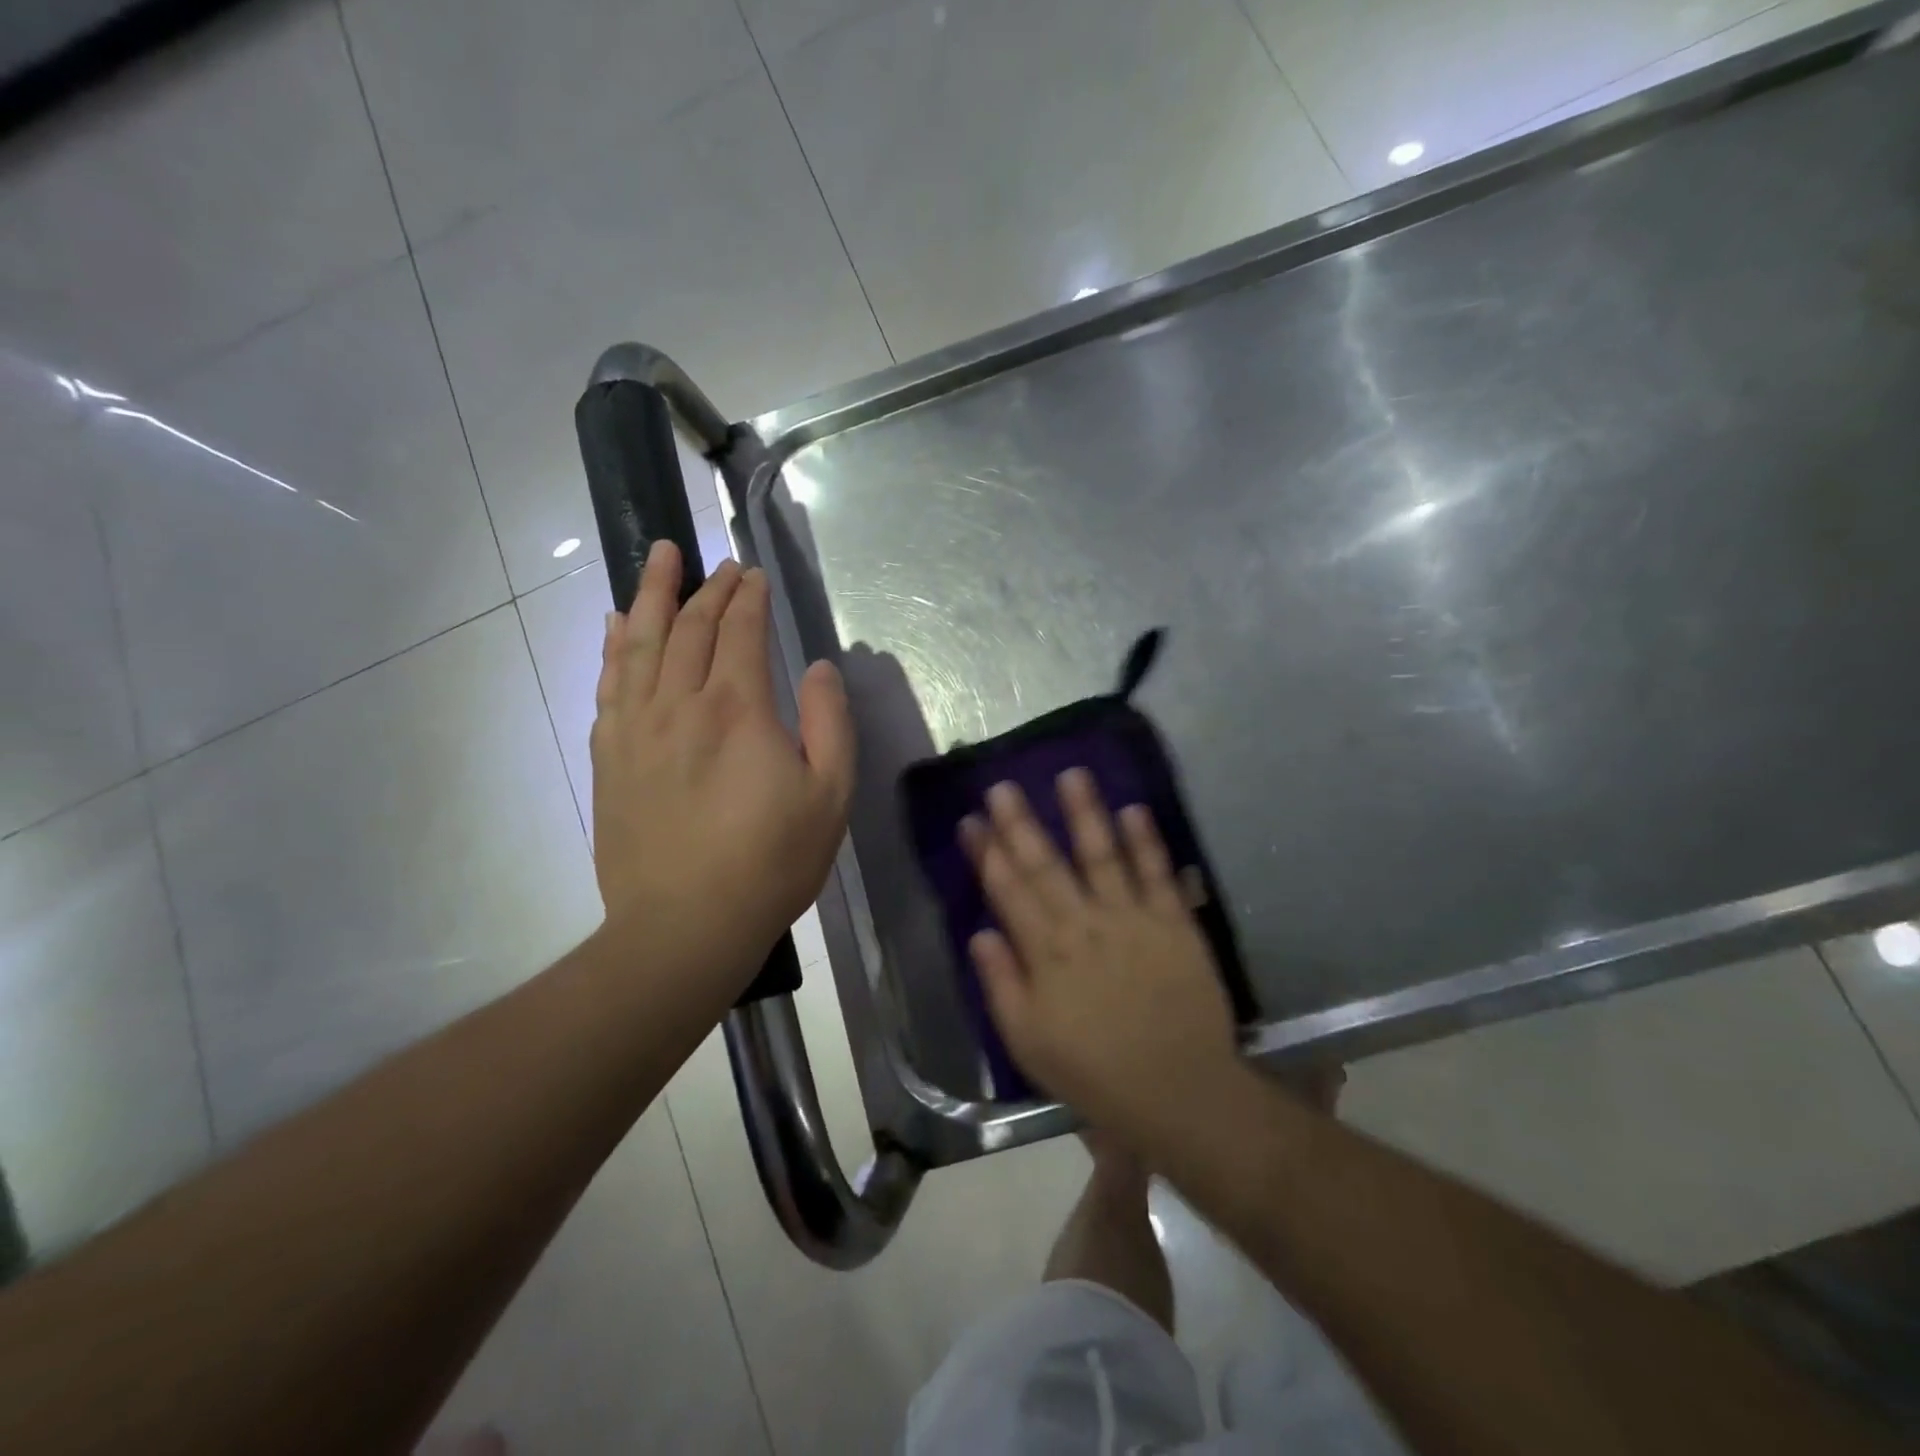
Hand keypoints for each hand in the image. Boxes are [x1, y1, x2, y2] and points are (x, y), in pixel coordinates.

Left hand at [591, 542, 855, 991]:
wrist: (685, 925)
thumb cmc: (770, 863)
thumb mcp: (829, 797)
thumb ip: (829, 723)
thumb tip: (817, 669)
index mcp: (738, 709)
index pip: (741, 631)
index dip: (749, 598)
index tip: (754, 574)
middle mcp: (680, 704)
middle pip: (691, 628)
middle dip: (708, 587)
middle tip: (719, 562)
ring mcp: (636, 728)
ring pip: (641, 643)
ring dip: (653, 595)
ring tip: (659, 557)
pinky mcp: (610, 756)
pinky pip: (609, 684)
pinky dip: (613, 646)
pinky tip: (615, 625)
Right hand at [960, 770, 1238, 1137]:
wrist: (1179, 1091)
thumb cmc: (1095, 1073)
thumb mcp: (1029, 1042)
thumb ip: (1002, 984)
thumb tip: (980, 933)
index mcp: (1047, 953)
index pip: (1008, 891)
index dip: (988, 854)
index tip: (972, 820)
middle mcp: (1085, 924)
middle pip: (1046, 865)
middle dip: (1022, 823)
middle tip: (1005, 785)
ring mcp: (1132, 919)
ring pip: (1102, 855)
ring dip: (1085, 814)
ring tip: (1072, 775)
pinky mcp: (1174, 923)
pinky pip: (1157, 874)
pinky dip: (1146, 841)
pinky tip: (1134, 809)